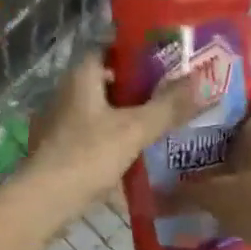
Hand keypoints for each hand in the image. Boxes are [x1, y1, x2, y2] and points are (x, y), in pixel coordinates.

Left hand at [21, 53, 201, 226]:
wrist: (46, 200)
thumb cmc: (88, 155)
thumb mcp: (135, 128)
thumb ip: (170, 105)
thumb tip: (204, 80)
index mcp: (82, 76)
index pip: (111, 48)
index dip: (139, 51)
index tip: (170, 58)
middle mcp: (69, 92)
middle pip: (110, 80)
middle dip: (141, 85)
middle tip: (176, 91)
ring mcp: (63, 121)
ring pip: (105, 109)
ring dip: (131, 113)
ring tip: (166, 119)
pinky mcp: (64, 148)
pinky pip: (98, 133)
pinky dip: (118, 136)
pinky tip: (141, 148)